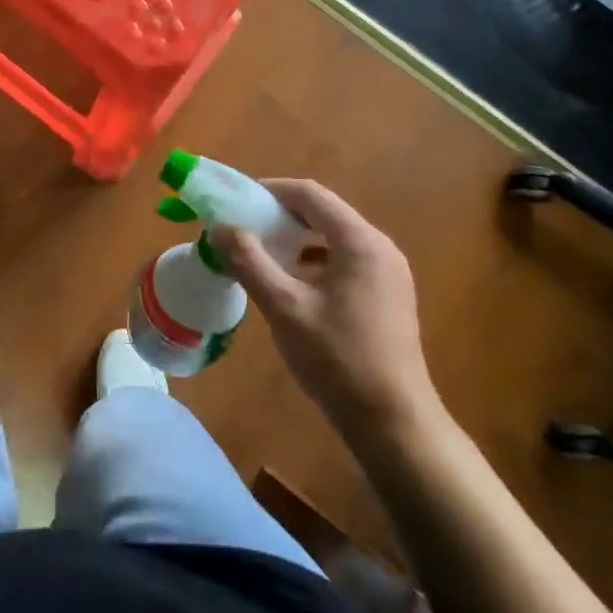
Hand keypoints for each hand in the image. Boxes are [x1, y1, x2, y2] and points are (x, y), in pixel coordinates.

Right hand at [217, 180, 440, 440]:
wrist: (392, 422)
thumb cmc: (336, 359)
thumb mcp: (283, 307)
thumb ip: (249, 262)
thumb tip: (220, 228)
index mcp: (359, 242)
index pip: (310, 194)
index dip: (269, 190)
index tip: (235, 201)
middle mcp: (379, 247)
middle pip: (323, 212)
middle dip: (279, 215)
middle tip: (242, 227)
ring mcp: (388, 272)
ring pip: (333, 238)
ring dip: (295, 238)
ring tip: (260, 253)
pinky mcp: (387, 295)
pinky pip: (344, 260)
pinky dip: (313, 260)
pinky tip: (291, 283)